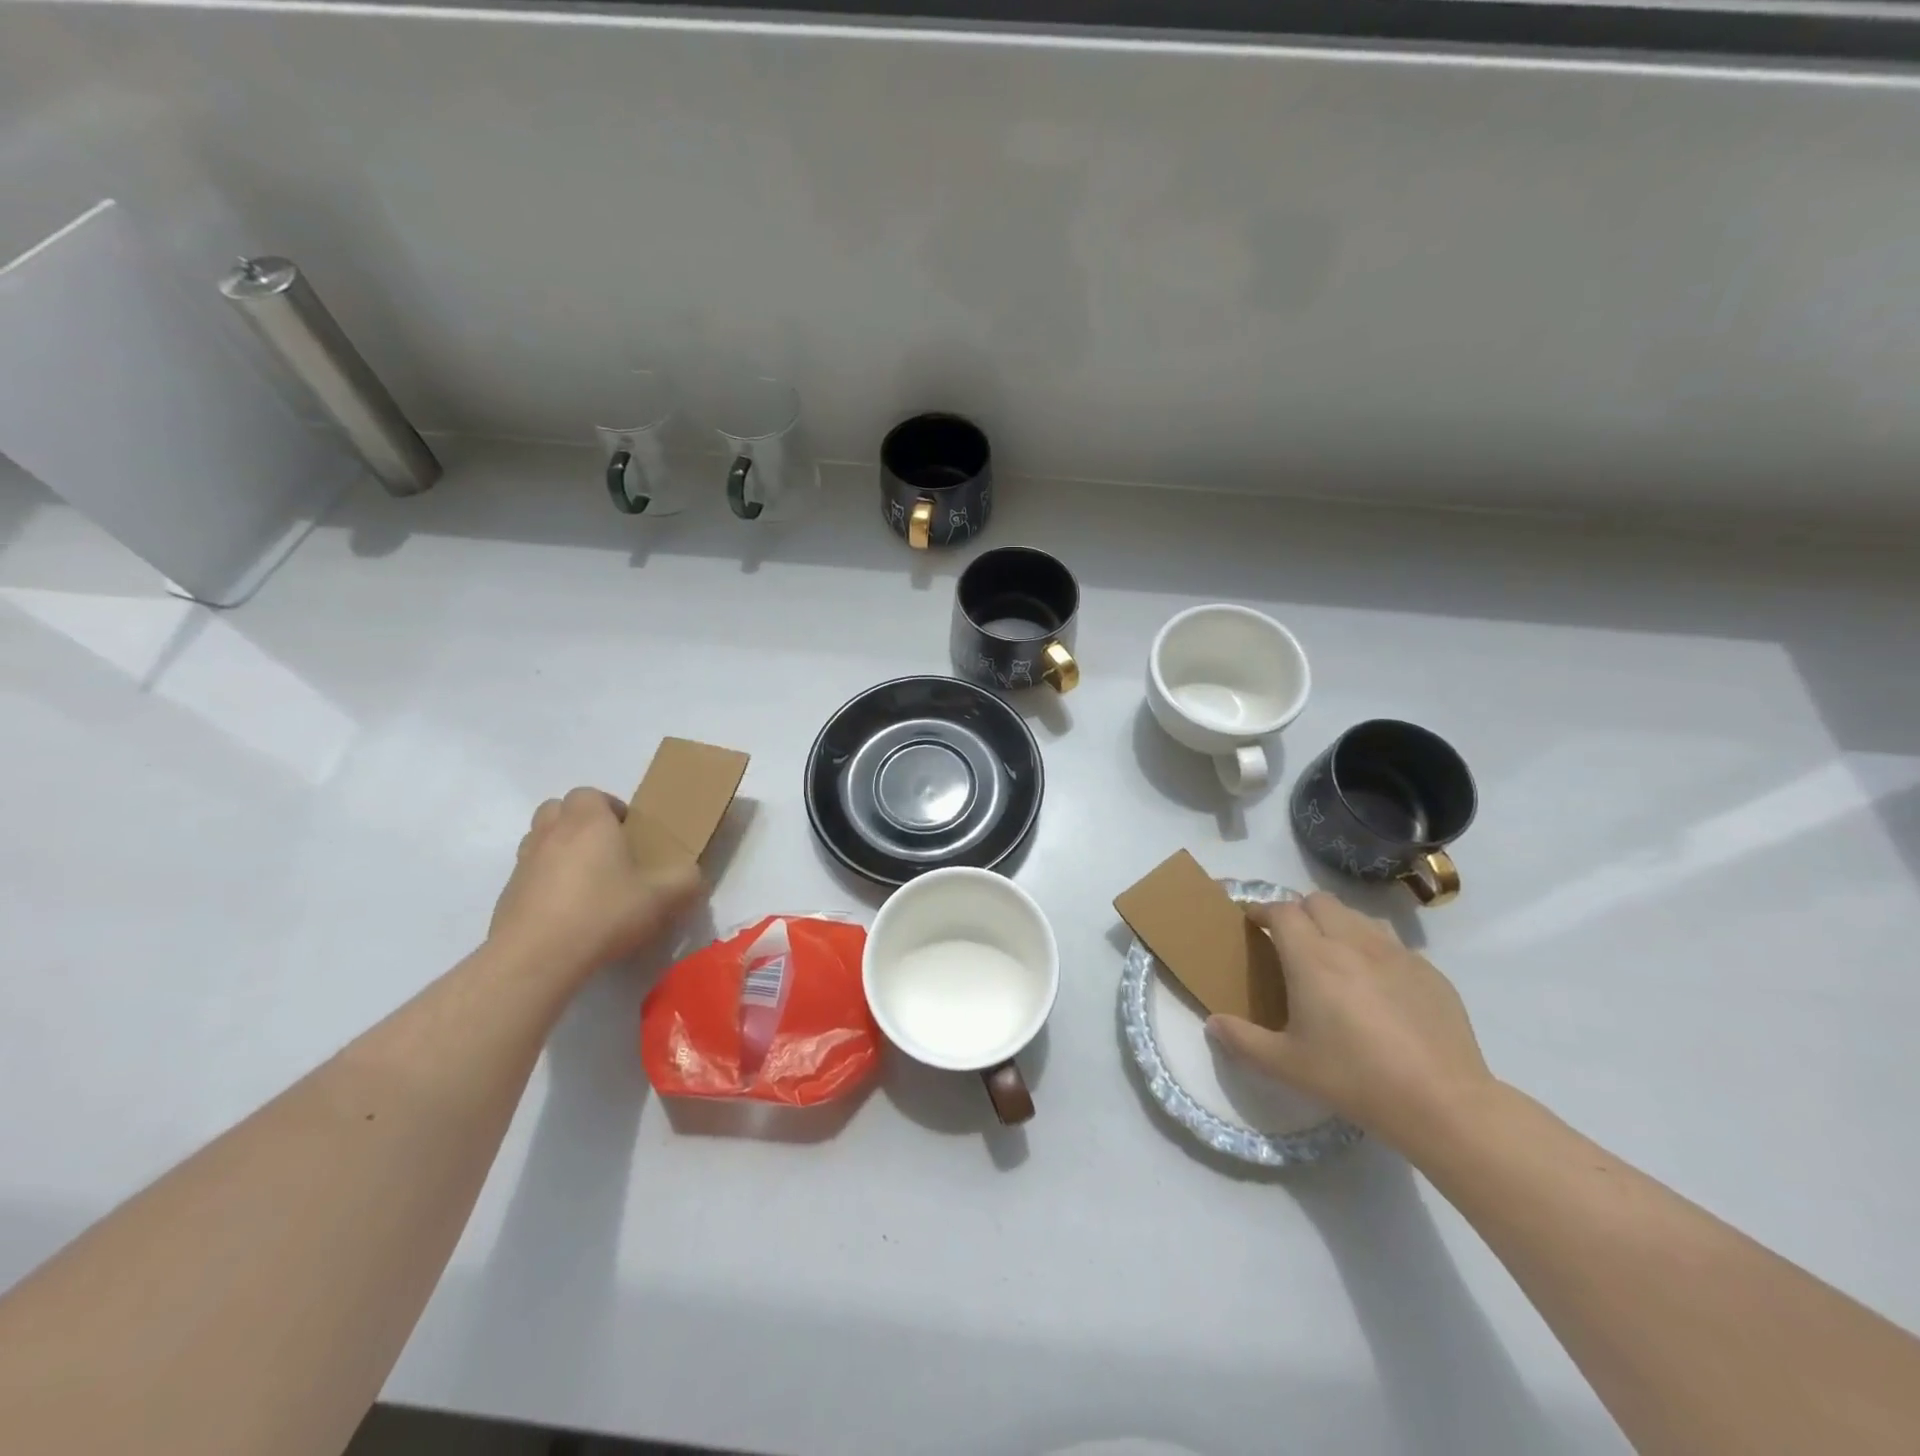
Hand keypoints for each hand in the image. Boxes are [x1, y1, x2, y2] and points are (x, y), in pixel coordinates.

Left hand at [488, 787, 703, 980]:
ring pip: (539, 839)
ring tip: (586, 880)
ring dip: (560, 849)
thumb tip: (693, 875)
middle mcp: (551, 833)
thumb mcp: (663, 898)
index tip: (628, 832)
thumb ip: (686, 880)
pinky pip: (529, 875)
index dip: (609, 807)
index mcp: (589, 822)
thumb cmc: (603, 914)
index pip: (590, 794)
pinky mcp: (507, 895)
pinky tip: (567, 912)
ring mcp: (524, 863)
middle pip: (558, 810)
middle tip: (606, 850)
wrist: (536, 958)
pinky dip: (545, 882)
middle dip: (580, 822)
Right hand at [1208, 892, 1494, 1151]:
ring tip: (1334, 957)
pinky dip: (1374, 951)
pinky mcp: (1430, 972)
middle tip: (1291, 942)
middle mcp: (1352, 943)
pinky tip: (1378, 988)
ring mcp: (1396, 954)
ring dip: (1338, 925)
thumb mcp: (1287, 1065)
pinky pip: (1393, 944)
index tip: (1251, 922)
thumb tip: (1213, 1024)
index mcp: (1312, 958)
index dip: (1261, 910)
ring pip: (1358, 916)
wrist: (1442, 1103)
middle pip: (1319, 901)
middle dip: (1299, 911)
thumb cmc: (1355, 1078)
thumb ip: (1243, 1040)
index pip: (1280, 911)